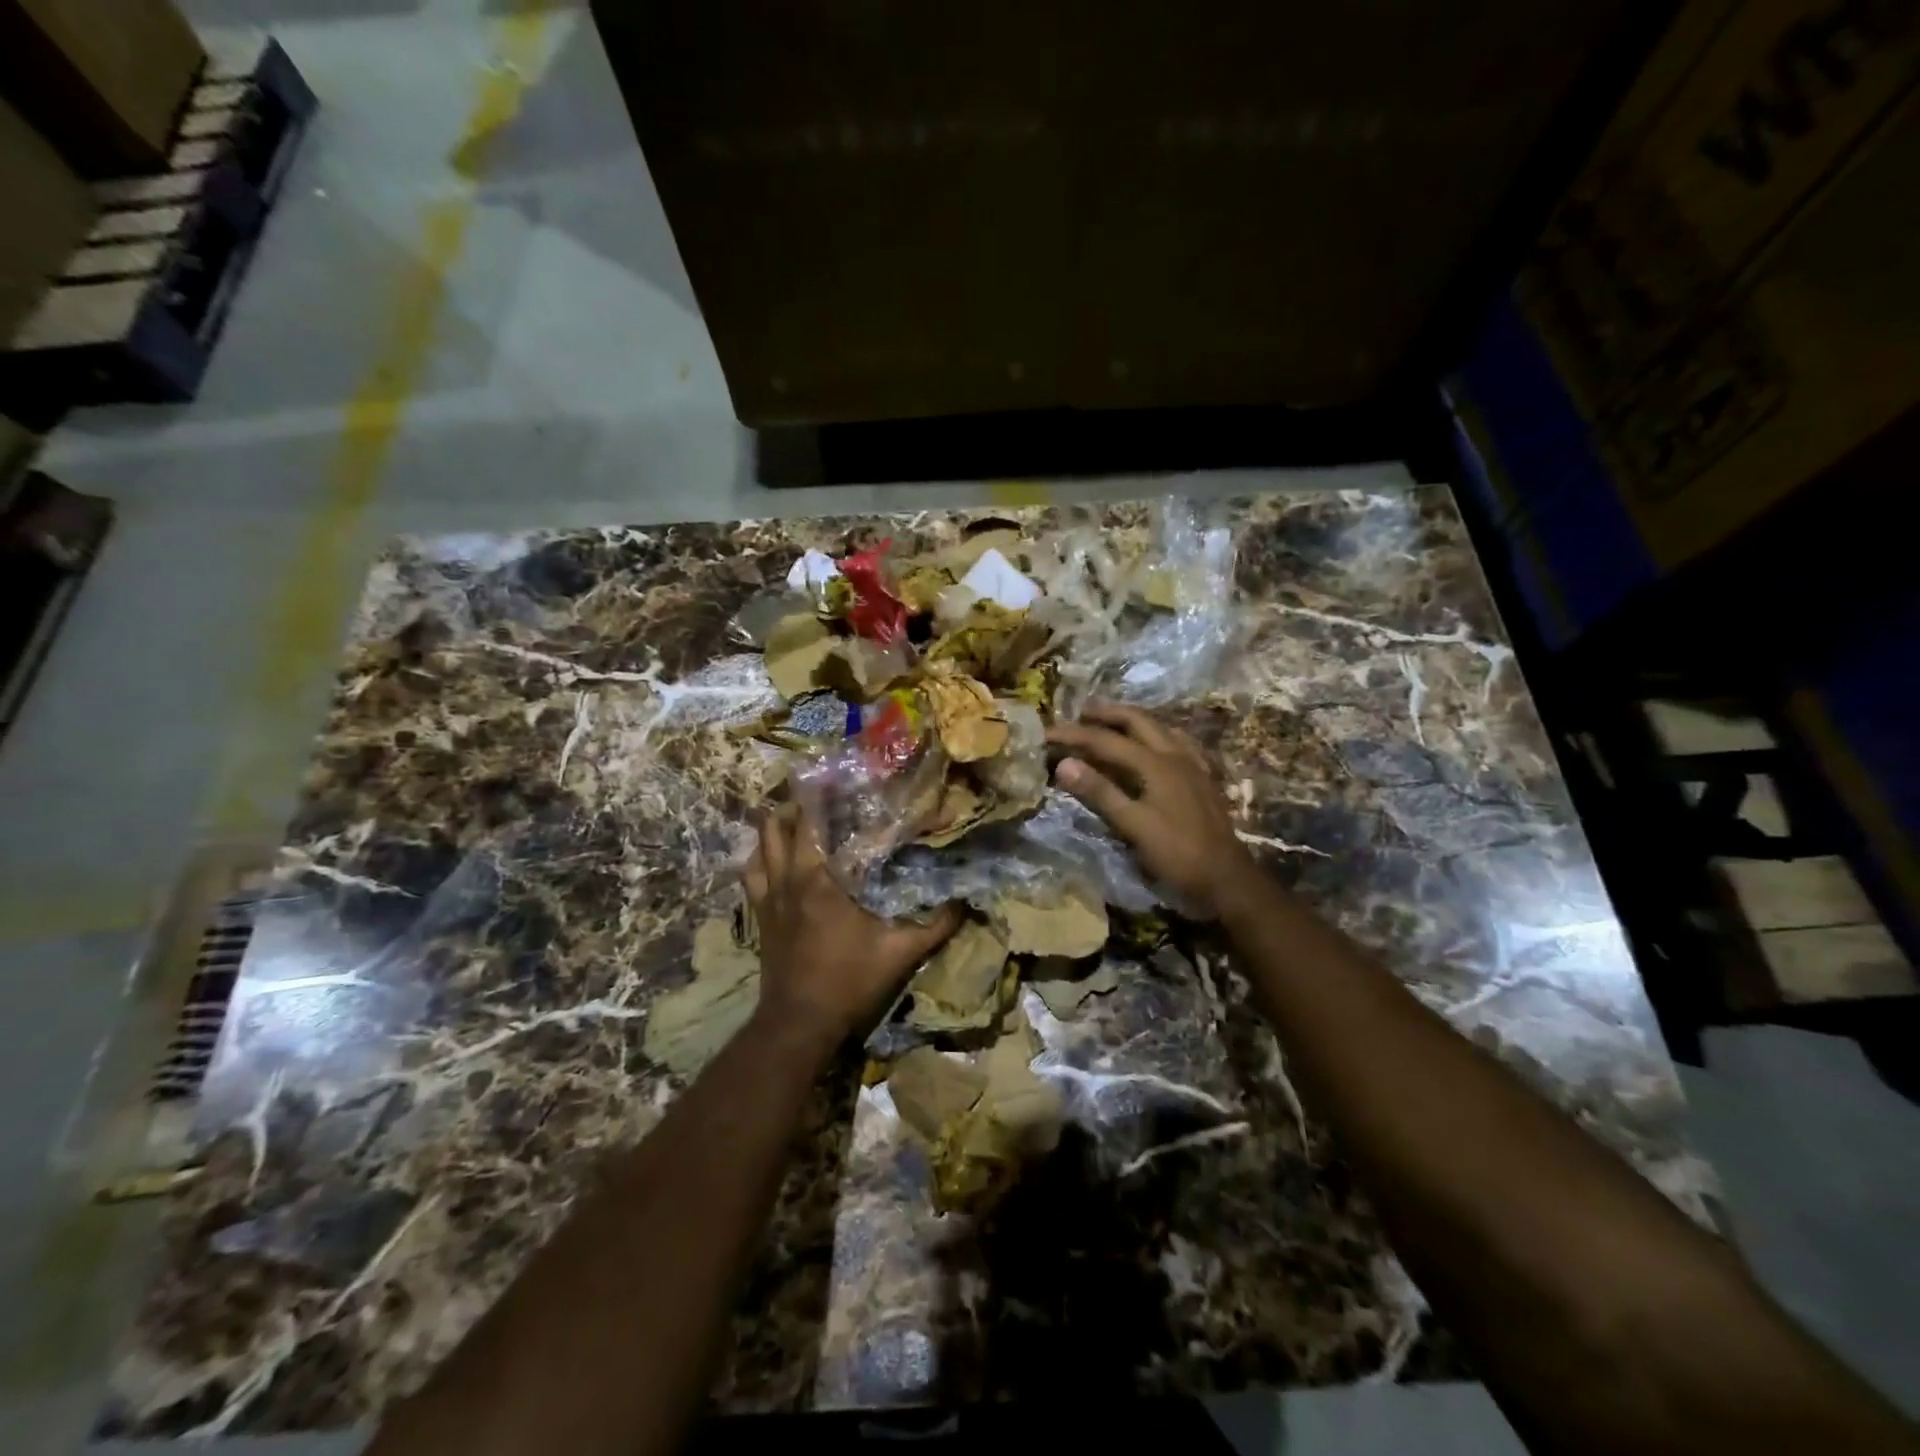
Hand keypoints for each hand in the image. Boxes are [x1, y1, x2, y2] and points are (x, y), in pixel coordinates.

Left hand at [743, 805, 961, 1049]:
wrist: (799, 1023)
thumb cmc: (848, 982)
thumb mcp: (900, 953)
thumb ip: (936, 926)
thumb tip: (967, 902)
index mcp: (820, 879)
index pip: (816, 823)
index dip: (826, 795)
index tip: (841, 777)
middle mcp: (789, 878)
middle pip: (780, 823)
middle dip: (799, 802)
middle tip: (824, 792)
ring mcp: (768, 896)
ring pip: (760, 844)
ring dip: (775, 824)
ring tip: (796, 812)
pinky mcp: (759, 914)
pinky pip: (751, 873)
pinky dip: (759, 856)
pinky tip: (773, 854)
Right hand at [1047, 701, 1254, 917]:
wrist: (1228, 878)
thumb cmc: (1177, 854)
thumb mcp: (1133, 826)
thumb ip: (1100, 792)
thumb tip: (1064, 763)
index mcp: (1156, 763)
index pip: (1105, 740)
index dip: (1074, 735)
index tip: (1046, 734)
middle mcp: (1175, 754)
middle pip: (1137, 721)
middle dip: (1106, 713)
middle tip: (1080, 713)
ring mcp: (1193, 764)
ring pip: (1160, 727)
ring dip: (1132, 720)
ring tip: (1112, 722)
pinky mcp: (1202, 778)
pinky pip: (1178, 742)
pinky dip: (1157, 734)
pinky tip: (1156, 744)